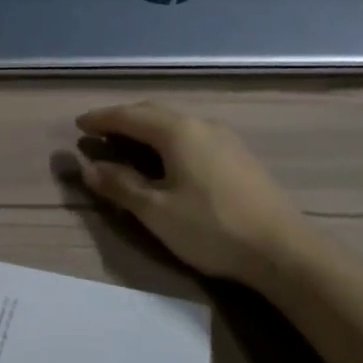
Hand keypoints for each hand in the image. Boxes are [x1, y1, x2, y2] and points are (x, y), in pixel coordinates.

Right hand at [74, 102, 306, 283]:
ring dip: (147, 129)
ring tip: (128, 145)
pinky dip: (168, 139)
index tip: (79, 124)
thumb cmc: (212, 228)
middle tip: (100, 132)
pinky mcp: (238, 155)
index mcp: (176, 131)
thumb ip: (121, 186)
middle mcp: (200, 124)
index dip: (101, 119)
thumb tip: (89, 168)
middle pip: (153, 112)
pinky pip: (191, 135)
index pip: (128, 116)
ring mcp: (224, 138)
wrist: (283, 249)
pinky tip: (167, 159)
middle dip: (123, 119)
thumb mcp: (157, 211)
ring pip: (175, 123)